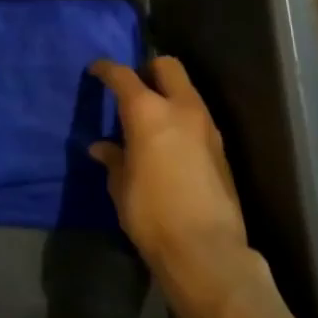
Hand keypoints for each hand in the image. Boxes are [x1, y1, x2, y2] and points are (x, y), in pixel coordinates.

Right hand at [89, 58, 253, 294]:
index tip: (96, 70)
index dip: (106, 69)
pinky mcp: (221, 149)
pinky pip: (197, 117)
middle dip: (148, 70)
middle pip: (167, 66)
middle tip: (132, 90)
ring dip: (168, 95)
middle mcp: (181, 109)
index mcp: (148, 112)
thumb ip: (114, 159)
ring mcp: (206, 127)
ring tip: (150, 120)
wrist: (206, 251)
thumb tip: (102, 148)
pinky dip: (181, 119)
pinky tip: (169, 144)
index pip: (123, 76)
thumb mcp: (121, 186)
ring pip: (187, 91)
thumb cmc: (151, 214)